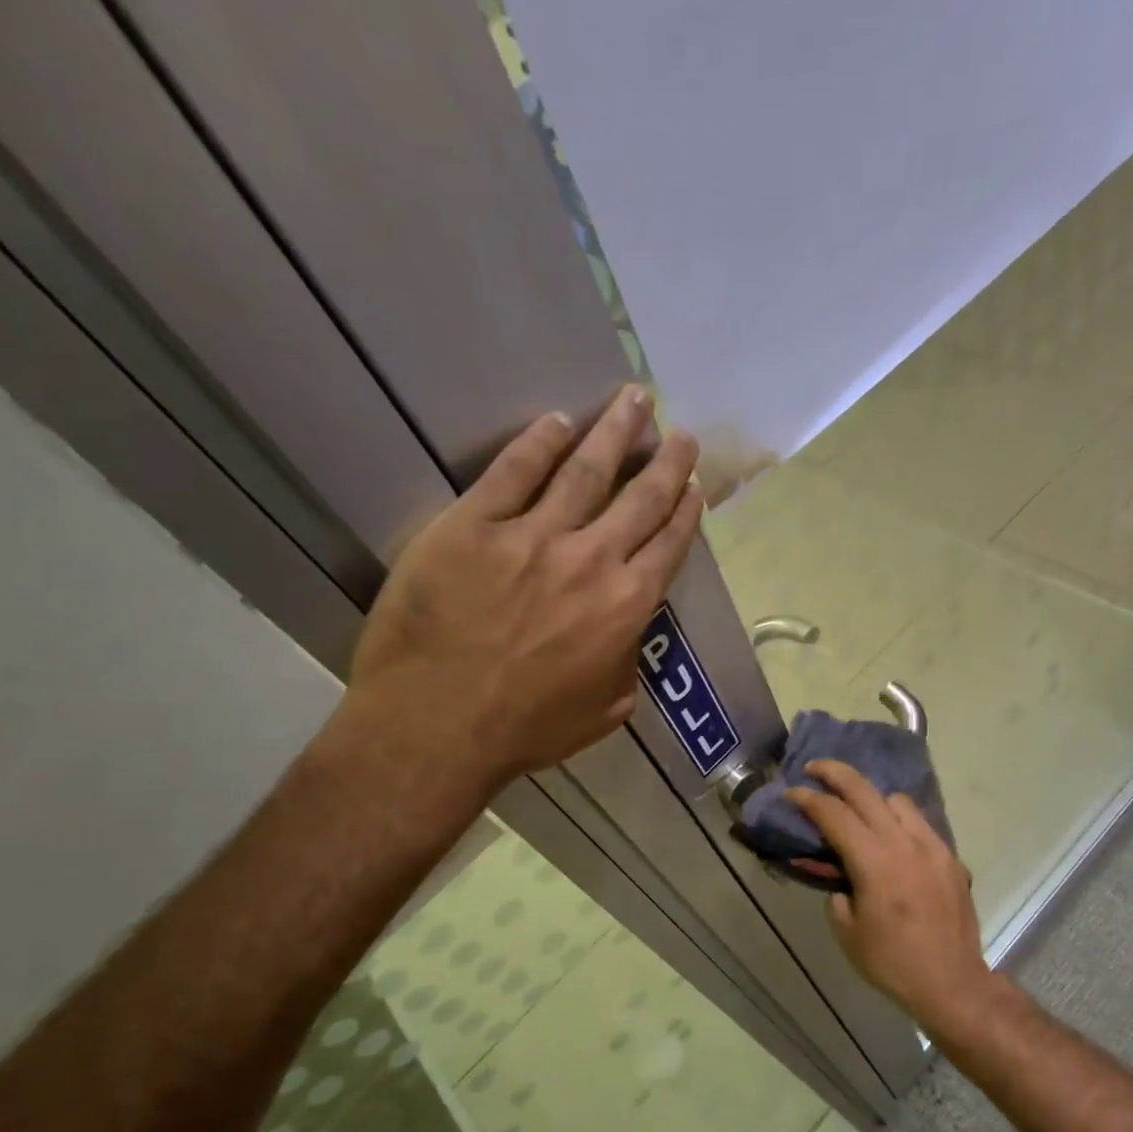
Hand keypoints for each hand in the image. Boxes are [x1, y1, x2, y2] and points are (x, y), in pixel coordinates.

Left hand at [348, 386, 703, 788]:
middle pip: (640, 498)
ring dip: (614, 431)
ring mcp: (532, 536)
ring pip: (585, 470)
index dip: (685, 509)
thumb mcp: (604, 711)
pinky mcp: (473, 525)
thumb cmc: (526, 729)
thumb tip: (628, 637)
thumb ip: (626, 665)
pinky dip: (538, 443)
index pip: (667, 544)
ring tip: (634, 400)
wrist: (438, 725)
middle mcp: (592, 559)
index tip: (694, 482)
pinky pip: (513, 472)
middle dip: (666, 460)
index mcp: (627, 606)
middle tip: (680, 431)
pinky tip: (557, 422)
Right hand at [785, 760, 994, 1029]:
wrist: (951, 982)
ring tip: (858, 811)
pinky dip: (899, 821)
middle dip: (835, 774)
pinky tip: (891, 840)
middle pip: (866, 791)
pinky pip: (920, 824)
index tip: (791, 793)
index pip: (835, 814)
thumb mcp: (847, 930)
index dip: (809, 800)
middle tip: (815, 768)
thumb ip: (837, 890)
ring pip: (898, 801)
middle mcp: (904, 843)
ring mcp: (932, 846)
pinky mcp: (950, 857)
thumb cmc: (892, 961)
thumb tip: (839, 874)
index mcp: (874, 861)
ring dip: (872, 798)